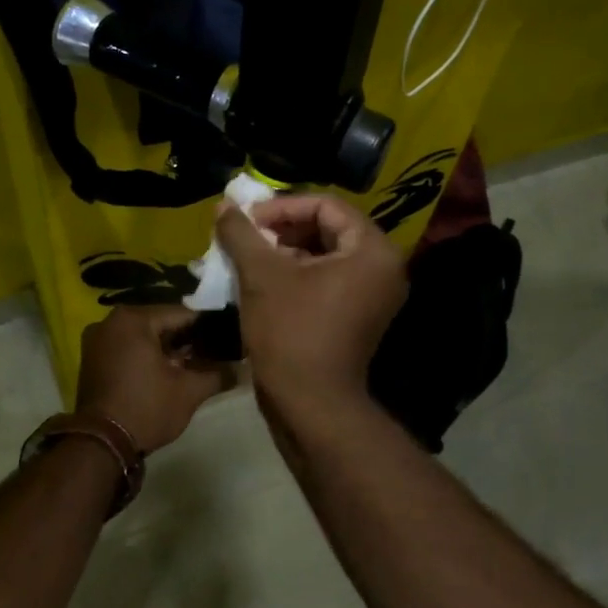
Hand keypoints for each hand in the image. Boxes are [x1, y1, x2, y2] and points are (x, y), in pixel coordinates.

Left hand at [76, 304, 234, 451]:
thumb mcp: (189, 392)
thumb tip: (241, 368)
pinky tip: (166, 372)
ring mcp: (97, 339)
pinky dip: (145, 355)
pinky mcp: (91, 358)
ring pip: (143, 336)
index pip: (182, 314)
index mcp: (133, 319)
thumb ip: (218, 374)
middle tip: (212, 355)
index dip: (207, 328)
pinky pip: (127, 347)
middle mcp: (111, 321)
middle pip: (160, 323)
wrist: (101, 443)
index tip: (227, 339)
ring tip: (192, 365)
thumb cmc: (147, 409)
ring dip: (166, 348)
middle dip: (186, 339)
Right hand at [214, 194, 407, 407]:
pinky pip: (329, 278)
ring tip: (250, 256)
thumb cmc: (290, 332)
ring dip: (287, 251)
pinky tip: (264, 280)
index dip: (283, 206)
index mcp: (372, 251)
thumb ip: (242, 233)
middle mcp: (383, 268)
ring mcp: (373, 294)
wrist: (310, 403)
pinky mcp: (359, 315)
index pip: (327, 205)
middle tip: (248, 235)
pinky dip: (298, 273)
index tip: (249, 219)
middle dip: (284, 228)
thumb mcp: (261, 275)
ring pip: (326, 254)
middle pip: (329, 228)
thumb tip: (224, 204)